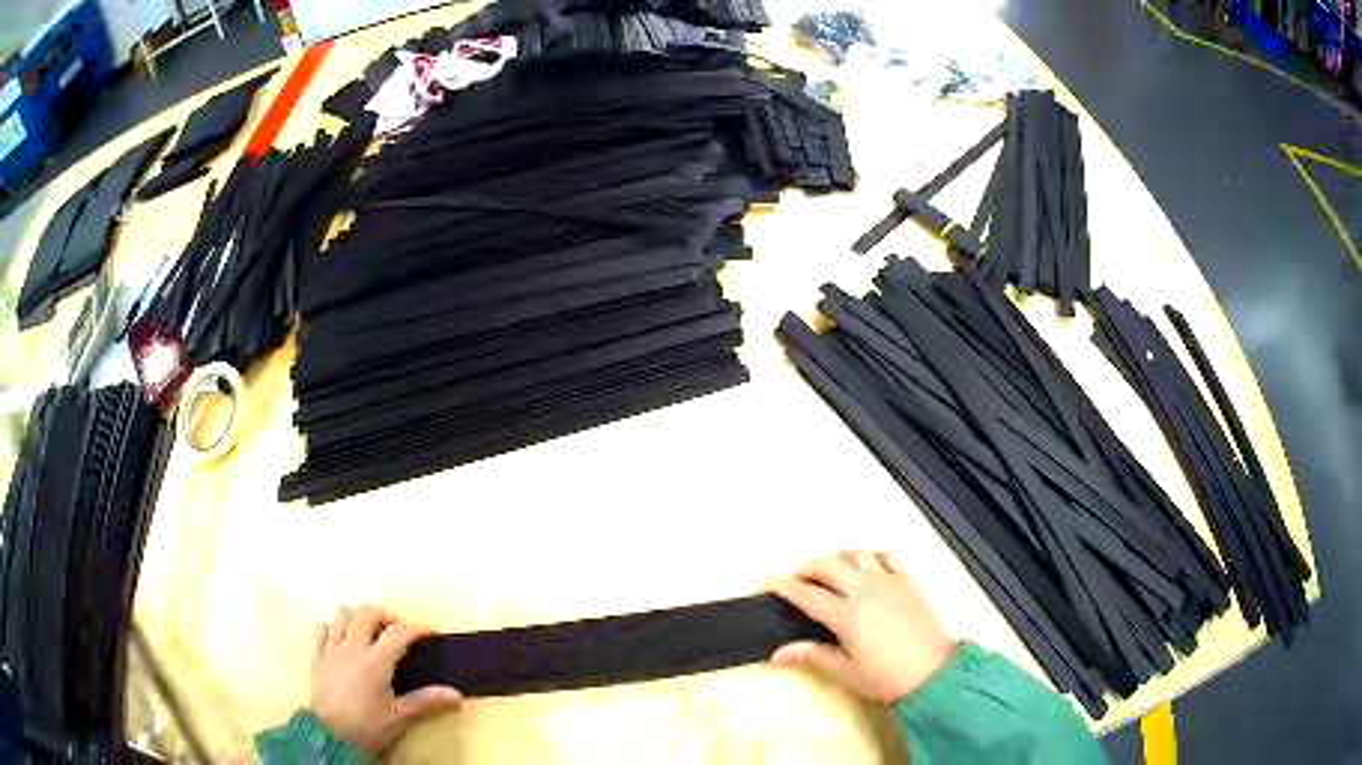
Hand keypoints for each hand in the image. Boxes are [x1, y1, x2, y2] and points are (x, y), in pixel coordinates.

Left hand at [311, 604, 462, 754]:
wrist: (329, 737)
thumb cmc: (367, 727)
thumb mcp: (399, 719)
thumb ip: (426, 703)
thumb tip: (457, 695)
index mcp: (374, 663)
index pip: (398, 634)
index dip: (417, 628)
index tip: (430, 632)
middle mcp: (352, 648)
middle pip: (367, 613)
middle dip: (386, 616)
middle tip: (397, 631)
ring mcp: (331, 650)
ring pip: (342, 614)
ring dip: (358, 618)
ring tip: (369, 633)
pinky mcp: (317, 656)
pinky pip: (323, 629)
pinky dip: (335, 628)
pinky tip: (342, 640)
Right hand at [769, 549, 956, 703]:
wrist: (932, 672)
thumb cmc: (885, 677)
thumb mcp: (845, 672)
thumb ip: (812, 656)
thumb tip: (777, 655)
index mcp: (846, 614)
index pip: (807, 594)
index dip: (785, 586)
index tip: (771, 583)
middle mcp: (864, 589)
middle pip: (829, 565)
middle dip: (809, 568)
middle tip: (798, 579)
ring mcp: (888, 581)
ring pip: (856, 554)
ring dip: (838, 558)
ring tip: (829, 571)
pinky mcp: (906, 581)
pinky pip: (886, 556)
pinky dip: (870, 556)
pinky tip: (866, 566)